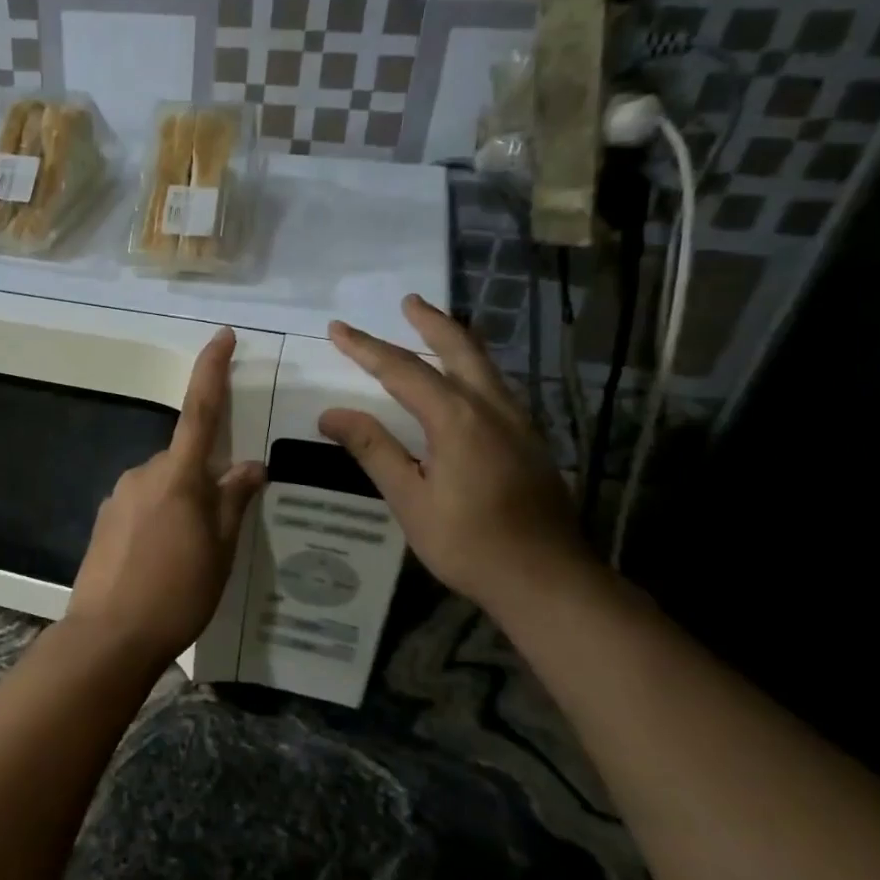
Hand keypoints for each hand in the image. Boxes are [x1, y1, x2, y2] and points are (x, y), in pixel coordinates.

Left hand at [66, 328, 266, 667]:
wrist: (109, 636)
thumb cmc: (177, 592)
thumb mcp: (220, 550)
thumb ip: (234, 501)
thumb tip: (250, 466)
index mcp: (178, 475)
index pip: (200, 410)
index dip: (212, 370)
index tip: (222, 336)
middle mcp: (143, 474)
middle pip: (184, 460)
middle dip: (205, 480)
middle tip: (221, 528)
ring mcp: (119, 496)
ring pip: (163, 485)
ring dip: (182, 504)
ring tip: (192, 557)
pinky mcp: (105, 520)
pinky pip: (142, 505)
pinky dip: (160, 521)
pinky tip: (163, 562)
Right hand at [318, 295, 592, 610]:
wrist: (548, 579)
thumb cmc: (470, 543)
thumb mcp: (410, 499)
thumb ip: (374, 450)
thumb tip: (332, 414)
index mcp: (457, 419)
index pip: (403, 370)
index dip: (367, 348)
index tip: (338, 329)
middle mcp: (491, 408)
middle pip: (459, 349)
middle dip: (430, 322)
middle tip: (408, 301)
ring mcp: (518, 422)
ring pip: (484, 365)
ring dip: (455, 340)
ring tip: (433, 327)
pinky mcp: (530, 440)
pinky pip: (496, 386)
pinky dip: (473, 367)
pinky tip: (465, 380)